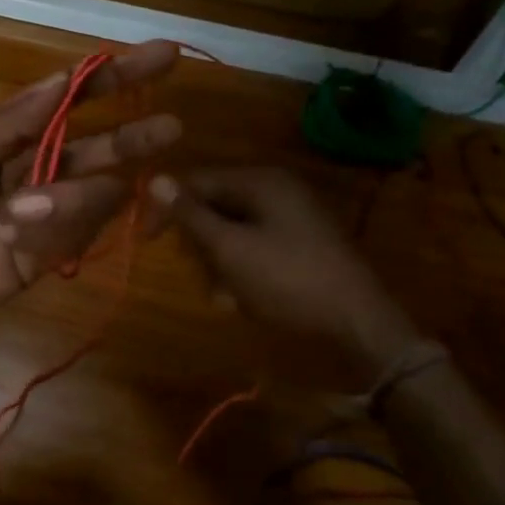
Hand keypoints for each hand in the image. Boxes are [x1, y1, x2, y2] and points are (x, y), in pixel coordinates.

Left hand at [0, 42, 182, 350]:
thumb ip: (8, 124)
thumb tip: (63, 80)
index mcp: (9, 135)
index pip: (72, 99)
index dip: (116, 78)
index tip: (163, 57)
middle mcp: (35, 170)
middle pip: (99, 147)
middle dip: (133, 136)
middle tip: (171, 128)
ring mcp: (44, 217)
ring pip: (90, 196)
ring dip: (66, 200)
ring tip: (15, 217)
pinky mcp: (44, 259)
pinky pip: (72, 239)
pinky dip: (50, 235)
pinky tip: (12, 239)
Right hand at [155, 165, 418, 374]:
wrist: (358, 325)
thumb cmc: (287, 281)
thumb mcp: (229, 249)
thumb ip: (191, 215)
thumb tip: (155, 179)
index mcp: (261, 182)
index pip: (196, 181)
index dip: (167, 207)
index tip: (146, 240)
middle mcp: (276, 191)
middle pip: (214, 206)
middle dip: (200, 243)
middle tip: (203, 275)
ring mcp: (291, 218)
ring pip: (231, 232)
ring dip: (219, 264)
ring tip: (228, 296)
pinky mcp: (300, 245)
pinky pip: (254, 248)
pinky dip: (242, 271)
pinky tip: (245, 299)